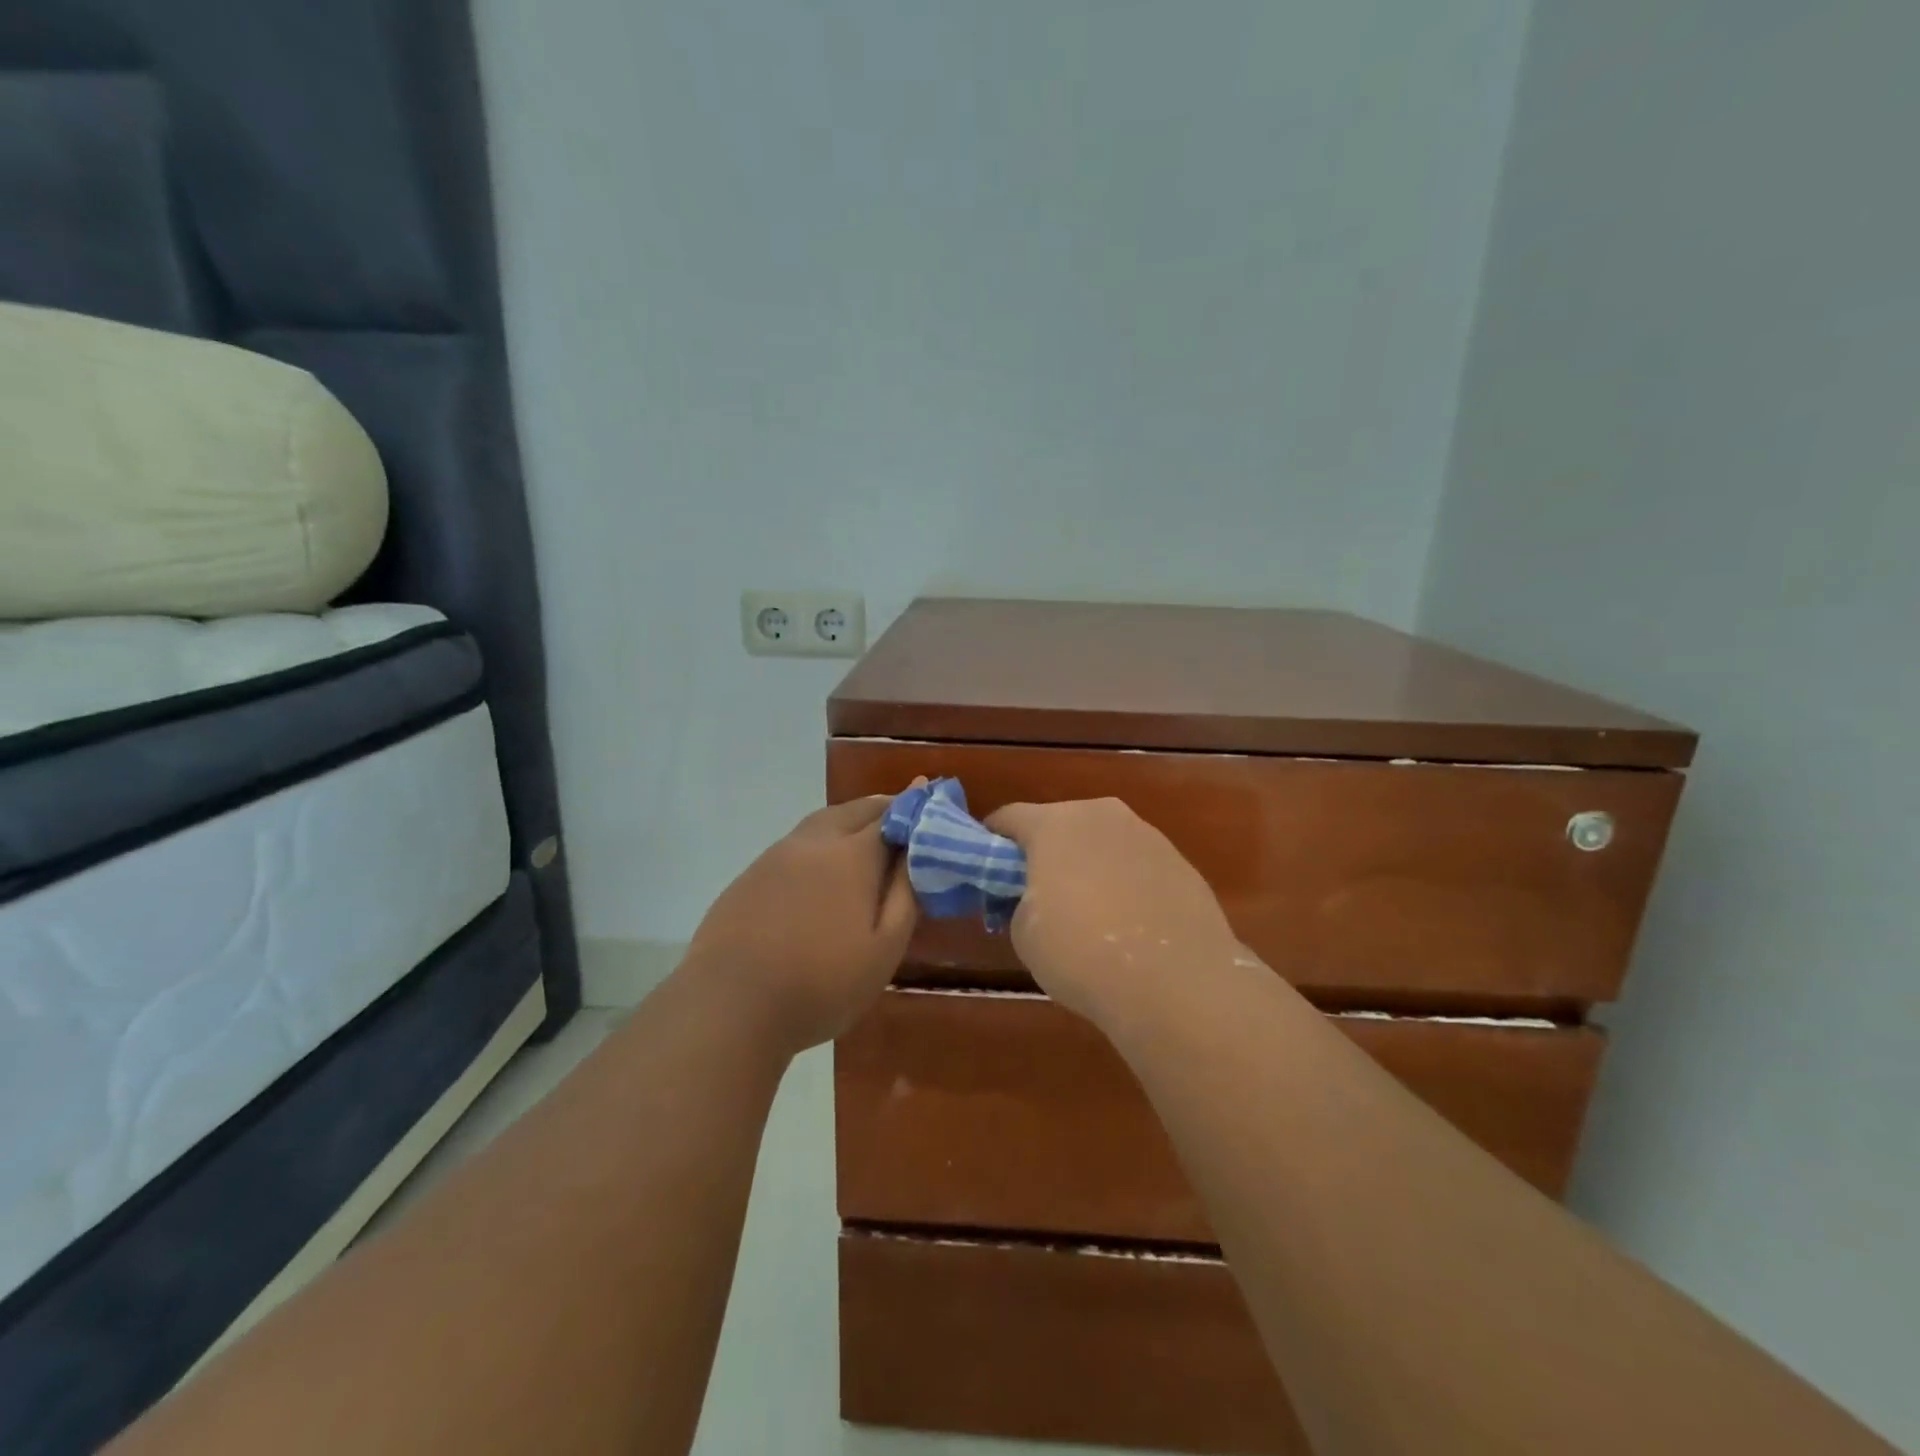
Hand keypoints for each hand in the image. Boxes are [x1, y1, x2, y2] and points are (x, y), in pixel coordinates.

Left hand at [685, 796, 917, 1054]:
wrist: (730, 1006)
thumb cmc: (821, 984)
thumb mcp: (883, 949)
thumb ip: (905, 896)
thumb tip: (917, 855)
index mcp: (852, 855)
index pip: (892, 815)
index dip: (915, 807)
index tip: (932, 798)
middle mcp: (813, 842)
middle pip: (854, 810)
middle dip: (882, 807)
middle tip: (904, 813)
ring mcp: (775, 857)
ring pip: (820, 823)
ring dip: (849, 820)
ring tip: (866, 834)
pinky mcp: (750, 877)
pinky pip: (795, 845)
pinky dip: (819, 842)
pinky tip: (820, 869)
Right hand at [985, 798, 1239, 1028]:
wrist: (1175, 983)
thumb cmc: (1080, 952)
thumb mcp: (1024, 932)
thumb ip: (1020, 902)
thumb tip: (1038, 900)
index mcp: (1054, 823)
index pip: (1008, 818)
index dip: (991, 843)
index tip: (986, 873)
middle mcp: (1101, 815)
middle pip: (1060, 824)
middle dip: (1044, 853)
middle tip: (1036, 895)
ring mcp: (1147, 836)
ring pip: (1102, 843)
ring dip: (1088, 867)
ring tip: (1089, 915)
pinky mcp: (1181, 863)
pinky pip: (1137, 867)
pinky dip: (1126, 885)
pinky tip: (1128, 927)